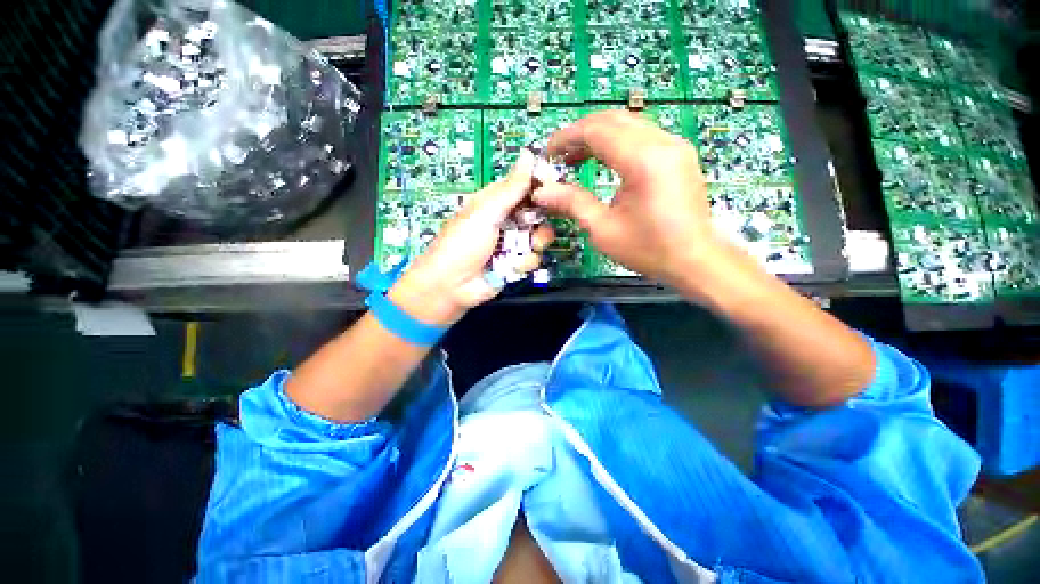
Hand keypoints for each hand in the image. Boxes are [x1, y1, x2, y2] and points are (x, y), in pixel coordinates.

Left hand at [389, 150, 554, 326]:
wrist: (452, 287)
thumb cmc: (463, 244)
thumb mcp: (485, 212)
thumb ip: (510, 188)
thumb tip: (528, 152)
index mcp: (496, 202)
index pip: (525, 186)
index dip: (540, 186)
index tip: (553, 190)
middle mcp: (507, 220)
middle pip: (538, 212)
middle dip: (540, 220)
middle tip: (533, 224)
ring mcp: (513, 243)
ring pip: (540, 236)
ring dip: (534, 244)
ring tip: (521, 249)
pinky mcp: (517, 264)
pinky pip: (534, 258)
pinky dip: (524, 263)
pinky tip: (511, 267)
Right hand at [533, 110, 719, 285]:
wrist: (696, 260)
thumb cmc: (649, 250)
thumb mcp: (603, 230)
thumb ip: (572, 203)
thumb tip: (542, 192)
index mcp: (643, 161)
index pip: (597, 130)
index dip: (567, 137)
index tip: (547, 152)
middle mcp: (663, 143)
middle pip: (613, 120)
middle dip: (581, 133)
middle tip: (559, 156)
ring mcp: (675, 146)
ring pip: (629, 124)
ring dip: (599, 136)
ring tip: (576, 159)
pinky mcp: (679, 155)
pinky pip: (642, 136)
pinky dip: (618, 143)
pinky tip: (603, 161)